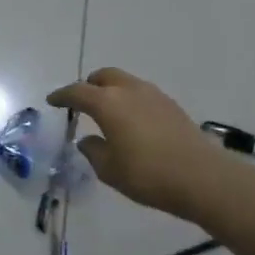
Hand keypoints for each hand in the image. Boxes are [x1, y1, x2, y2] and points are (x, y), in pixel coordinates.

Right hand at [47, 68, 235, 221]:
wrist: (202, 178)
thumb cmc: (147, 174)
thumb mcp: (109, 169)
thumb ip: (93, 150)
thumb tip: (88, 140)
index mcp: (107, 103)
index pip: (77, 92)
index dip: (62, 96)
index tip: (53, 100)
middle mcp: (129, 91)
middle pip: (104, 76)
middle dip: (89, 85)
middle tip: (81, 101)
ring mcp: (154, 95)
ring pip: (125, 82)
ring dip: (112, 91)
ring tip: (107, 112)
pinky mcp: (172, 106)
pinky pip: (142, 94)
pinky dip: (130, 101)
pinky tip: (131, 122)